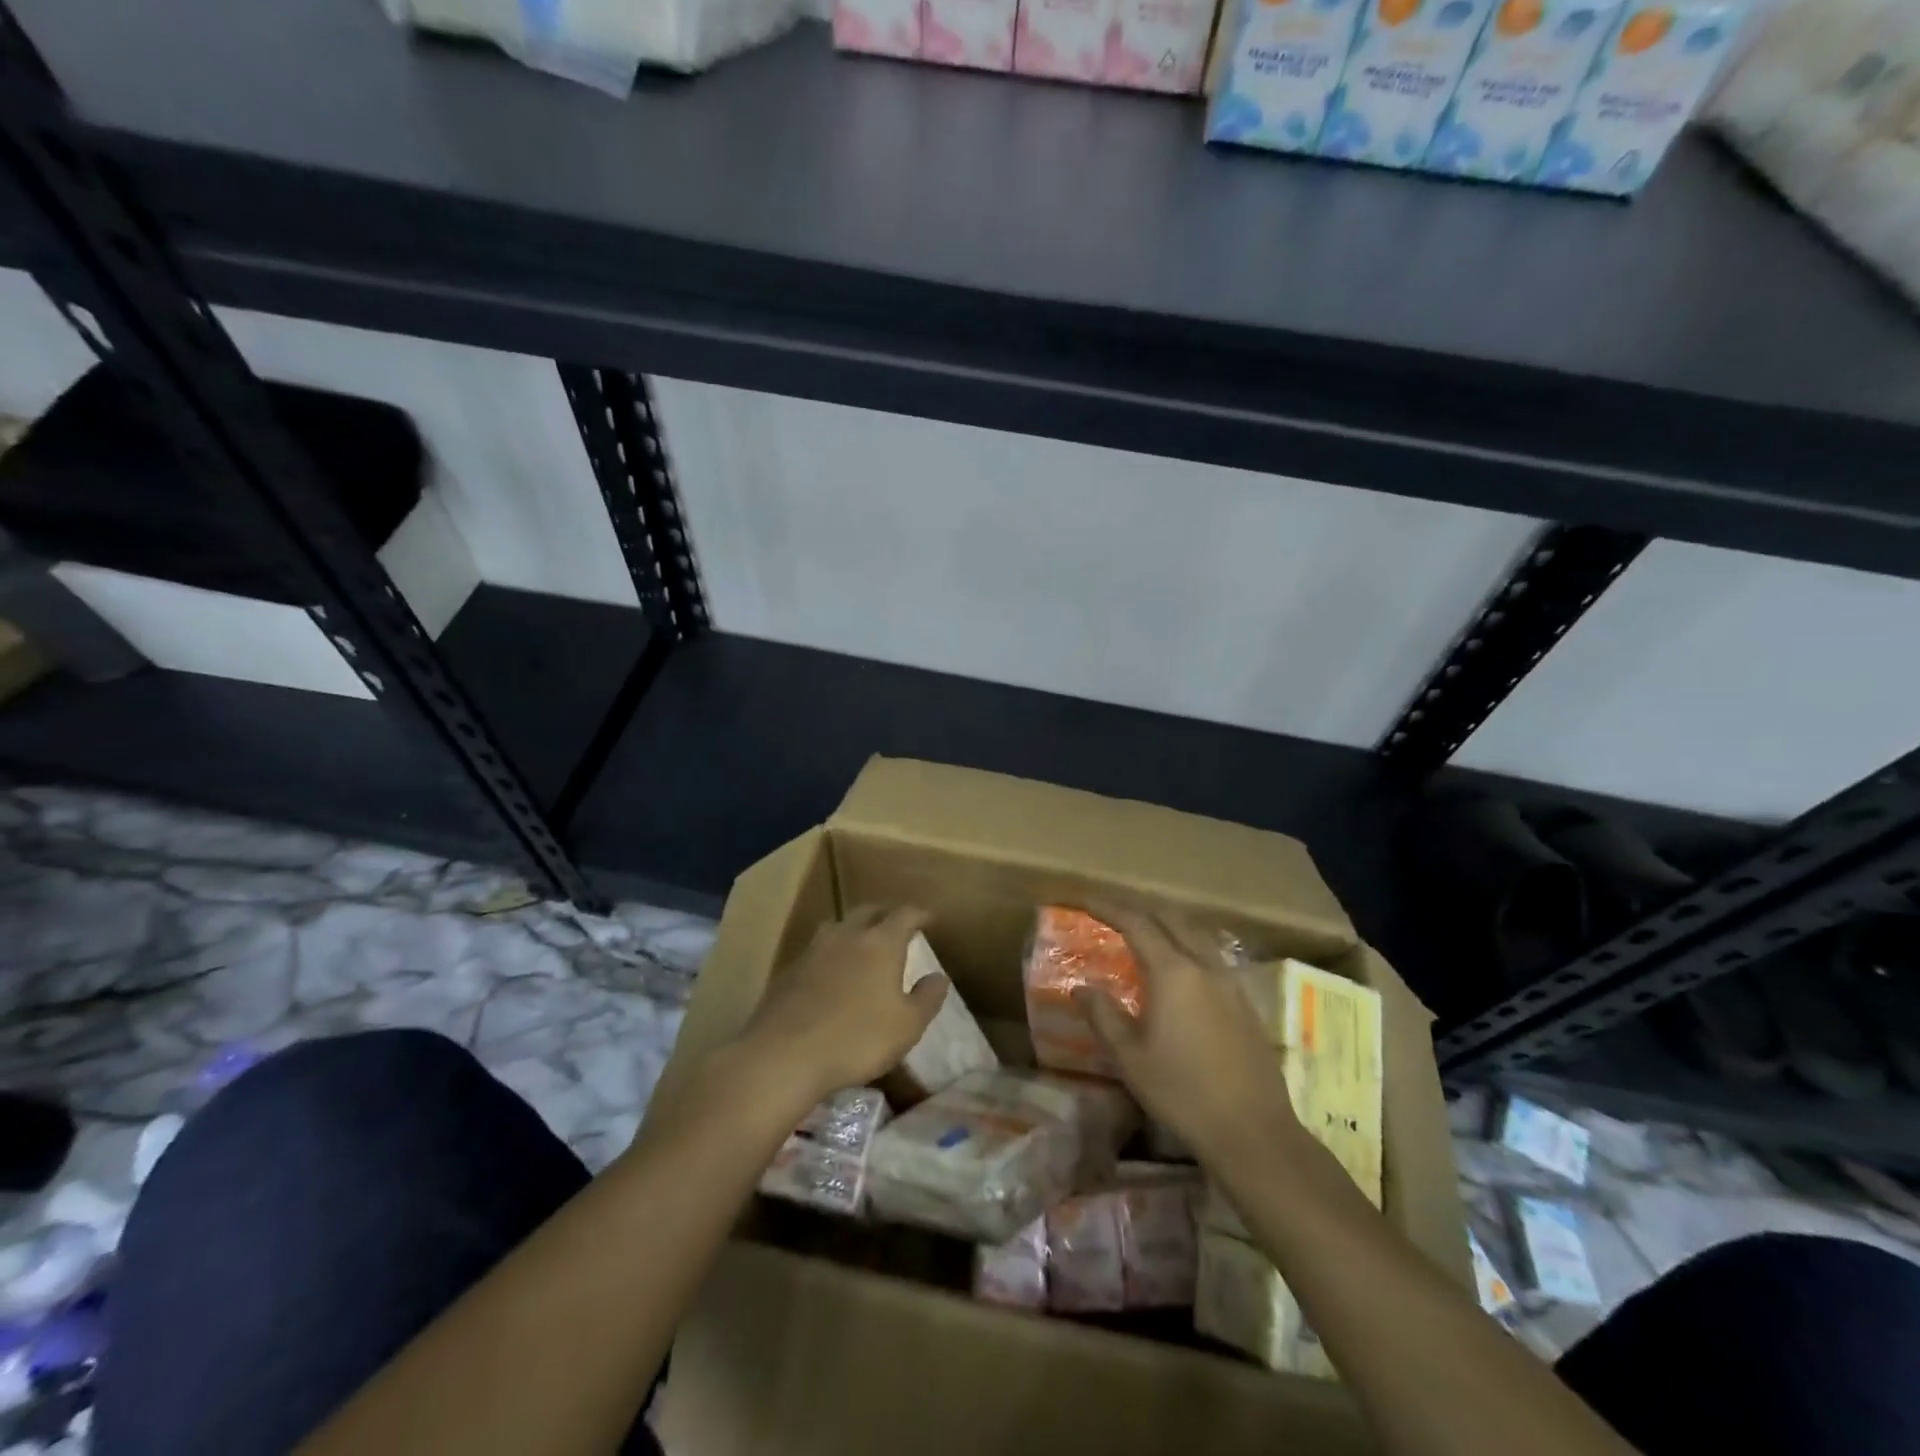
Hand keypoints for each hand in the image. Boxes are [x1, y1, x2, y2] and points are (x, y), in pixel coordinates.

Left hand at [740, 905, 947, 1104]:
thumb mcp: (907, 1026)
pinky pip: (816, 950)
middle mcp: (847, 935)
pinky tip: (830, 974)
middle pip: (868, 911)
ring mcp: (813, 950)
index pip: (904, 915)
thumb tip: (939, 976)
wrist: (784, 1055)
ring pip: (837, 926)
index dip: (919, 914)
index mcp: (880, 943)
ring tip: (861, 945)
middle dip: (884, 914)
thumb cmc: (857, 1039)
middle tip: (895, 925)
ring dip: (853, 930)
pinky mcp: (789, 970)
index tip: (928, 919)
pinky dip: (830, 954)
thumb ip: (927, 998)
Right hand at [1073, 904, 1301, 1167]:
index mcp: (1173, 972)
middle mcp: (1204, 966)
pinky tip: (1181, 970)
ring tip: (1146, 934)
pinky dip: (1189, 946)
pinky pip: (1212, 956)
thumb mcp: (1130, 1057)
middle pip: (1171, 919)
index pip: (1136, 923)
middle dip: (1140, 909)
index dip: (1108, 908)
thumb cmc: (1182, 1092)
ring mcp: (1230, 983)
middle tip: (1113, 914)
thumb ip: (1103, 1015)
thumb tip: (1081, 987)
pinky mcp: (1245, 1002)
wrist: (1252, 1131)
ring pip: (1197, 934)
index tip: (1085, 901)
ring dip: (1168, 924)